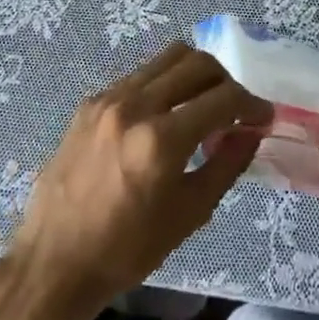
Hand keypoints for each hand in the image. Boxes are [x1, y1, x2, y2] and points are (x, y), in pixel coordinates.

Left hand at [3, 43, 271, 316]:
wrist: (54, 260)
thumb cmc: (127, 248)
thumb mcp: (189, 213)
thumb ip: (226, 164)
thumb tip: (252, 132)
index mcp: (161, 139)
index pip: (223, 98)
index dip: (252, 104)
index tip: (263, 117)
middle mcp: (135, 105)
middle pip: (197, 62)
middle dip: (226, 80)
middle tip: (235, 108)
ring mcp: (108, 98)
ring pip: (166, 59)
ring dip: (195, 74)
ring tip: (202, 105)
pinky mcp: (90, 102)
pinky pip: (139, 75)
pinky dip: (163, 85)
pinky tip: (165, 116)